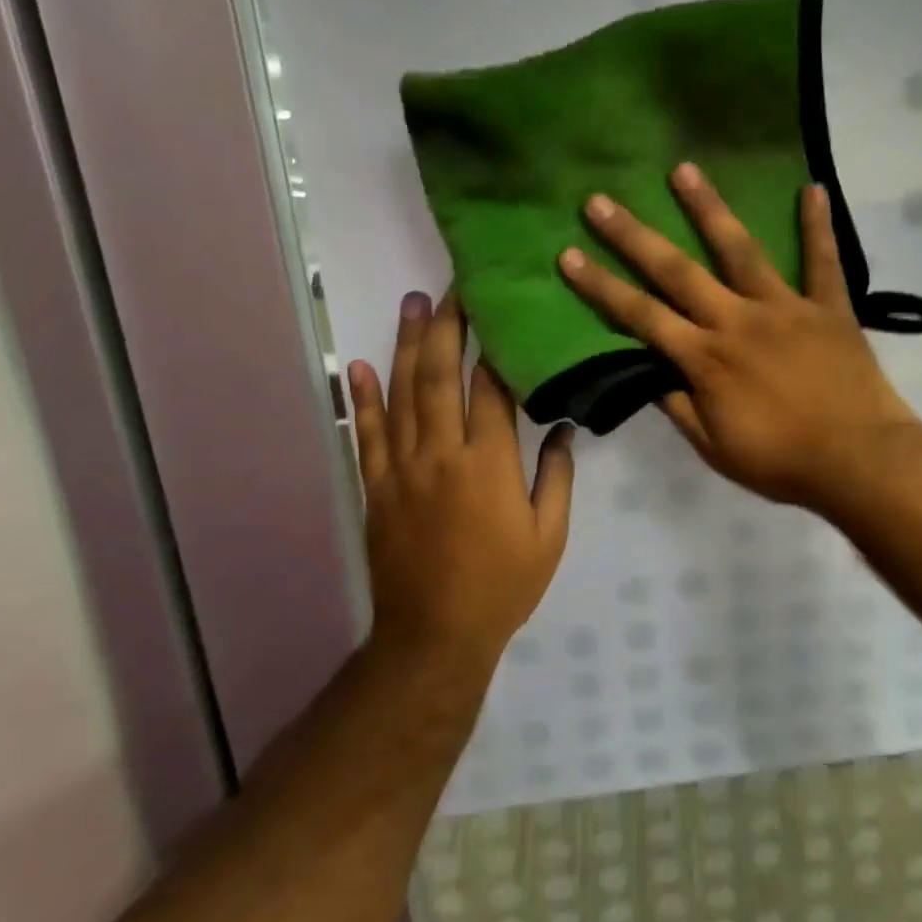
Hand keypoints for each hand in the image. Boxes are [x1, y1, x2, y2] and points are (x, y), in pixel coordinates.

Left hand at [348, 292, 574, 689]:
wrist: (435, 634)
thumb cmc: (503, 587)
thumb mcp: (549, 536)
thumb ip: (556, 477)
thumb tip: (561, 428)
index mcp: (489, 464)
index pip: (490, 389)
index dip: (494, 347)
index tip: (498, 312)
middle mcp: (441, 454)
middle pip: (440, 376)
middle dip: (447, 327)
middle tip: (452, 288)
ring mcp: (401, 469)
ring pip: (401, 394)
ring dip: (407, 346)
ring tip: (413, 304)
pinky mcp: (375, 488)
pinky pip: (365, 434)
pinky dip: (361, 398)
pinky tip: (359, 365)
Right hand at [558, 163, 918, 510]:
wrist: (857, 461)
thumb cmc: (781, 461)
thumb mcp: (714, 447)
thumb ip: (679, 407)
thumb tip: (648, 375)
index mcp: (705, 358)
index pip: (641, 316)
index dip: (601, 286)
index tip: (568, 255)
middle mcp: (737, 320)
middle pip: (677, 271)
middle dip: (634, 236)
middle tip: (600, 201)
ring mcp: (785, 308)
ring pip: (741, 249)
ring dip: (709, 208)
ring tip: (683, 169)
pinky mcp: (829, 307)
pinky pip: (824, 259)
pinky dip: (817, 225)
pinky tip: (812, 187)